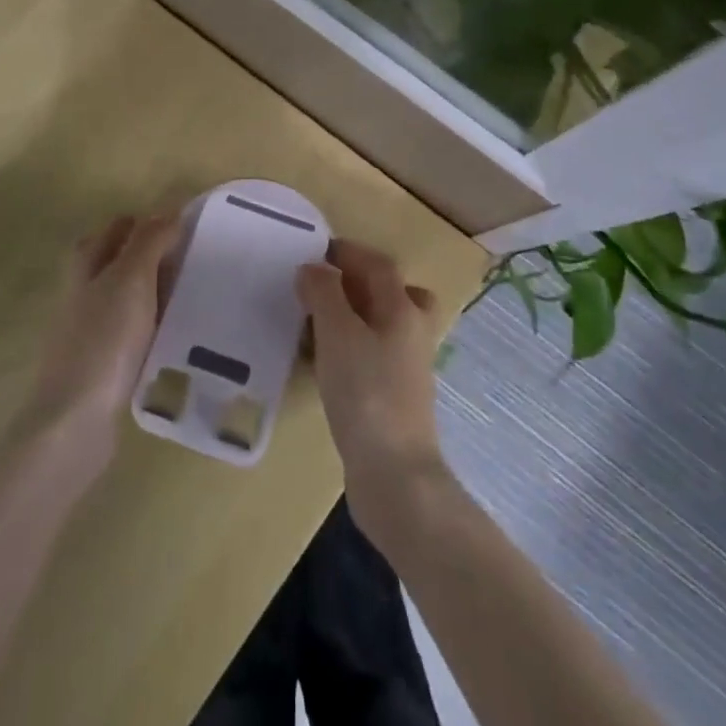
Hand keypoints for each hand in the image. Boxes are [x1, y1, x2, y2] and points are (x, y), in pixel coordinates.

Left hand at [22, 212, 180, 479]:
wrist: (75, 420)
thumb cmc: (104, 340)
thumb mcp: (130, 279)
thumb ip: (149, 241)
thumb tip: (169, 209)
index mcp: (87, 265)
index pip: (118, 227)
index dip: (149, 221)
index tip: (187, 225)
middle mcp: (84, 292)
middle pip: (120, 260)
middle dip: (154, 254)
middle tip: (195, 258)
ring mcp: (91, 329)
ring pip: (128, 296)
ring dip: (157, 291)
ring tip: (195, 294)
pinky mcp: (102, 363)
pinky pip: (133, 331)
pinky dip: (154, 325)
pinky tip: (178, 335)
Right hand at [297, 240, 447, 543]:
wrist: (394, 475)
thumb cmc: (366, 393)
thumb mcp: (338, 333)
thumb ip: (325, 294)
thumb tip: (314, 268)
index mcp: (403, 310)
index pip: (379, 266)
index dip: (350, 252)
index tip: (317, 250)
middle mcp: (412, 333)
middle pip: (391, 294)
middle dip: (357, 283)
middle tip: (321, 285)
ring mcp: (406, 368)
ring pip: (382, 326)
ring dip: (352, 316)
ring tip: (314, 321)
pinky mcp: (393, 398)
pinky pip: (371, 356)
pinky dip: (349, 348)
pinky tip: (322, 363)